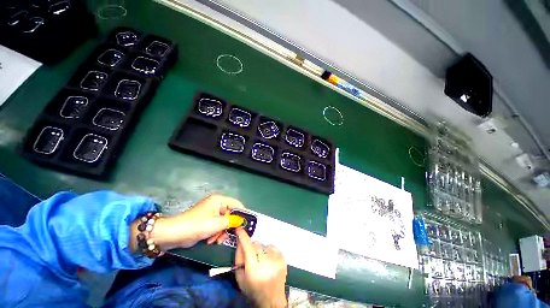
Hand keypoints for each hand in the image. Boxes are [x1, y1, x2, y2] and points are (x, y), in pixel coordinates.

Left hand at [136, 194, 244, 250]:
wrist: (173, 234)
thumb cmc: (197, 225)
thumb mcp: (217, 223)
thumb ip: (232, 221)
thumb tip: (241, 221)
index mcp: (219, 200)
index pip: (236, 204)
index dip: (242, 213)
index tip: (246, 224)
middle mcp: (216, 204)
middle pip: (230, 214)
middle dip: (228, 226)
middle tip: (226, 236)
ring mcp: (210, 212)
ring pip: (223, 222)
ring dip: (221, 232)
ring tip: (215, 241)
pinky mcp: (206, 221)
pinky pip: (216, 226)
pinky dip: (215, 233)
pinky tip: (210, 241)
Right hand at [235, 228, 287, 307]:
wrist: (272, 300)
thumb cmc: (253, 290)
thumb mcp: (240, 278)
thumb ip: (239, 258)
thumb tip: (240, 241)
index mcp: (254, 270)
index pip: (248, 248)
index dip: (243, 237)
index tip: (239, 229)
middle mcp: (267, 263)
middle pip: (256, 244)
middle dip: (252, 247)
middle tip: (252, 257)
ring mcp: (277, 260)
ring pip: (264, 244)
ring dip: (261, 250)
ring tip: (262, 261)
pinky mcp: (283, 258)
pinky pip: (272, 247)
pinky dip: (269, 251)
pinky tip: (268, 261)